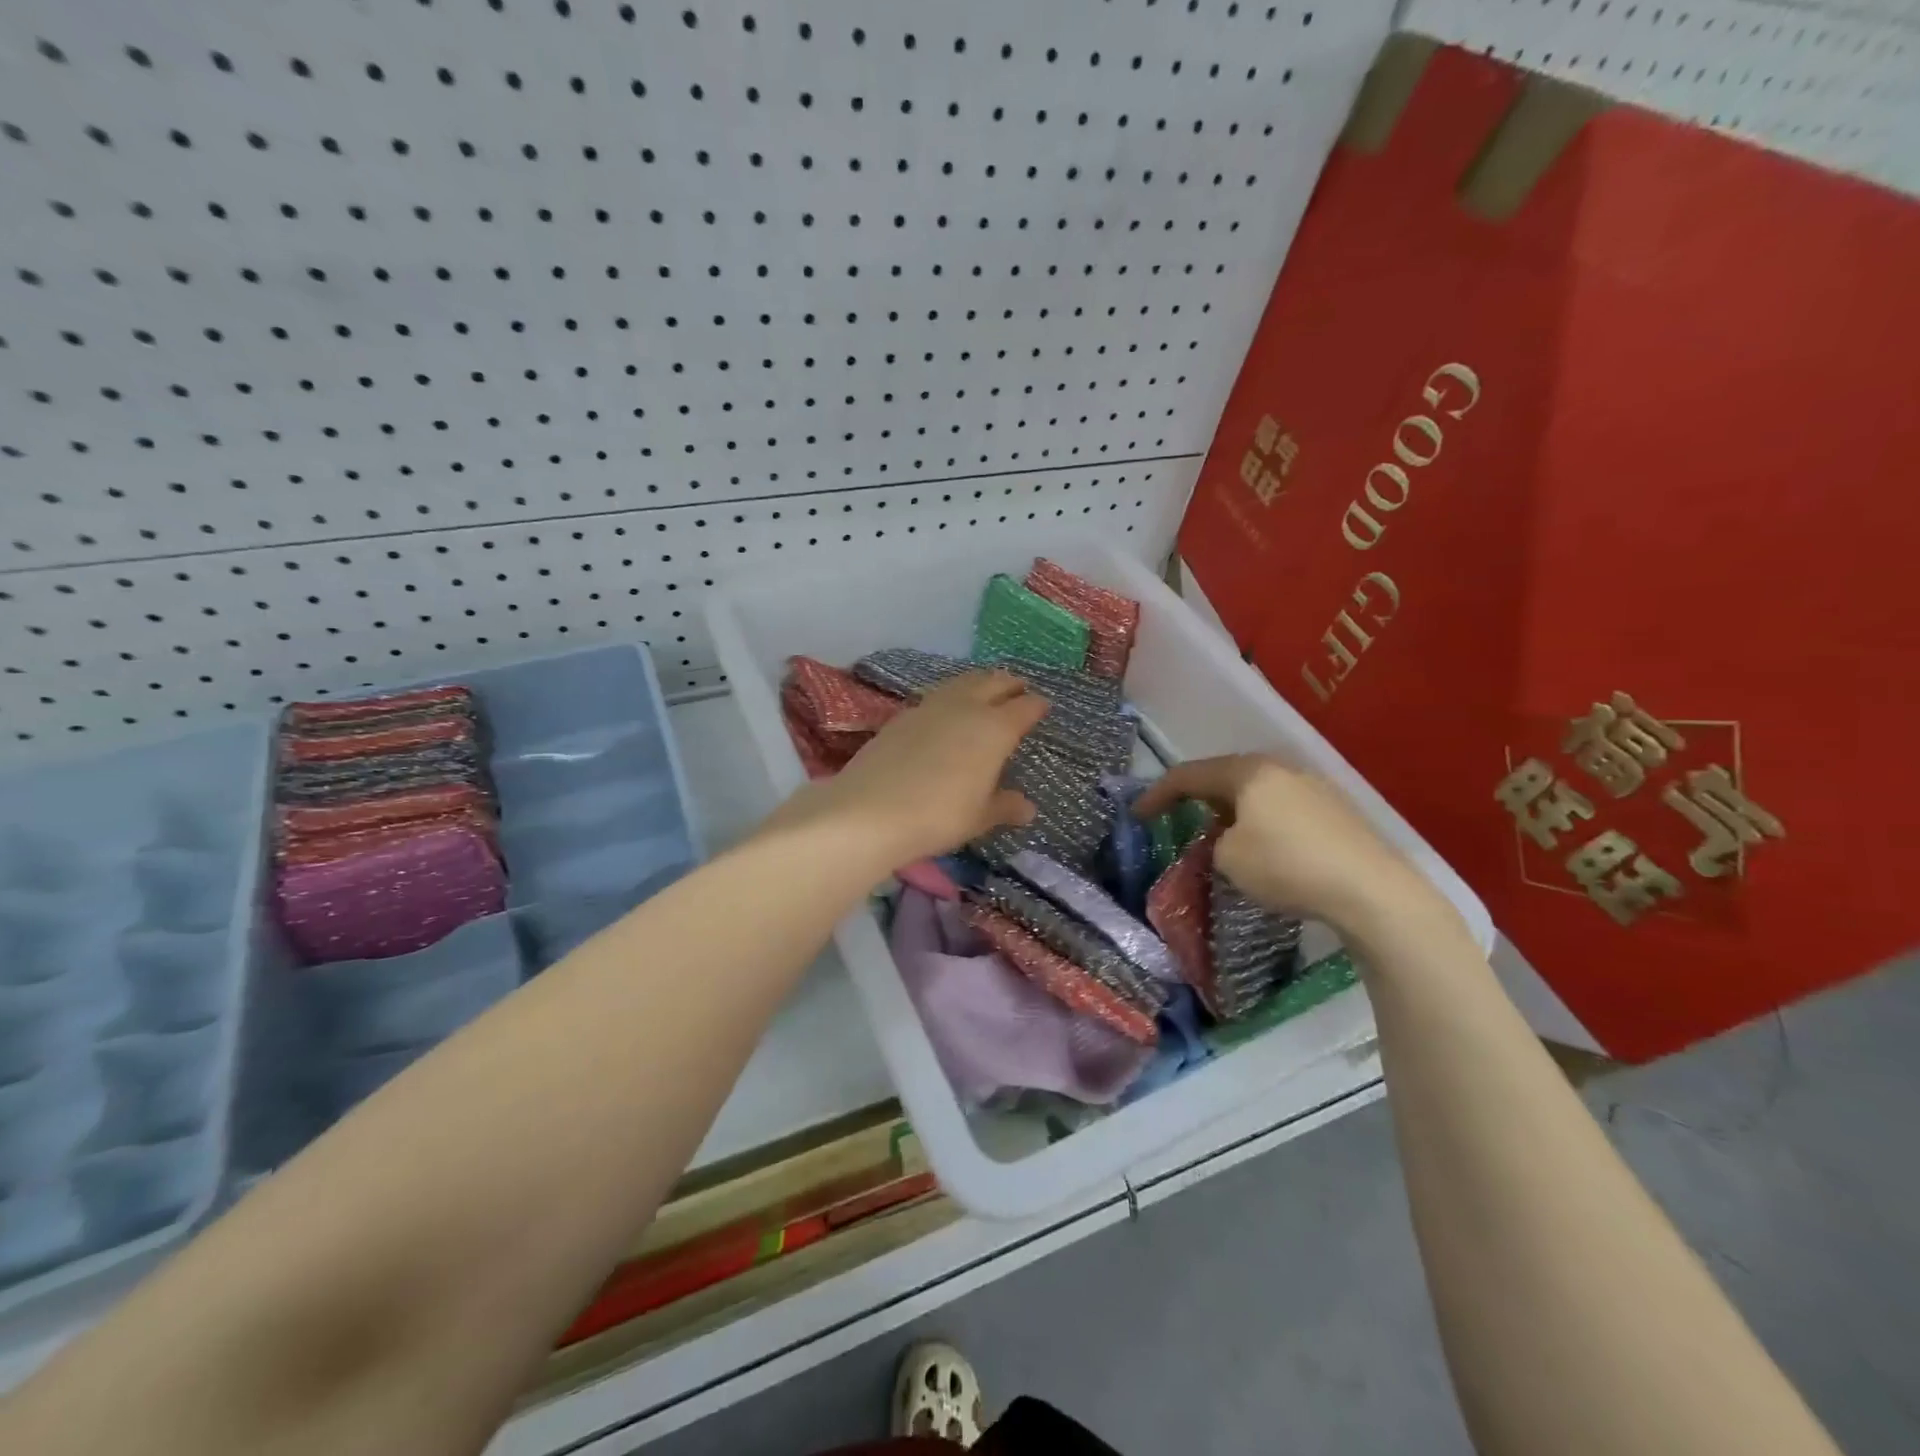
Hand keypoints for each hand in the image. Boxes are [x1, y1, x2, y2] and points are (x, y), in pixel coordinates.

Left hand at [769, 671, 1045, 868]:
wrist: (870, 811)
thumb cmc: (938, 816)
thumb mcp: (979, 817)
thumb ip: (1005, 807)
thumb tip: (1028, 807)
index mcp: (995, 729)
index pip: (1025, 707)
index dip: (1037, 706)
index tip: (1044, 707)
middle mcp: (966, 707)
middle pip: (994, 682)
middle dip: (1010, 684)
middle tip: (1019, 689)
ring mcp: (931, 707)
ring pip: (962, 681)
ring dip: (979, 682)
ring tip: (985, 690)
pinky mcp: (902, 715)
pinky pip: (936, 695)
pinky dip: (950, 696)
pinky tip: (945, 711)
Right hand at [1134, 755, 1448, 937]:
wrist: (1371, 890)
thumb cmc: (1287, 866)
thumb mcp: (1229, 858)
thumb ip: (1214, 842)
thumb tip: (1227, 839)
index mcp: (1248, 772)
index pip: (1188, 775)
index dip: (1156, 794)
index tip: (1136, 815)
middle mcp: (1279, 768)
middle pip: (1224, 777)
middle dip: (1196, 799)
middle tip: (1176, 820)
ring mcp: (1312, 786)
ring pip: (1255, 793)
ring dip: (1229, 812)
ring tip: (1218, 837)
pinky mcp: (1335, 811)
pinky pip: (1281, 808)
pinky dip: (1259, 822)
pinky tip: (1262, 848)